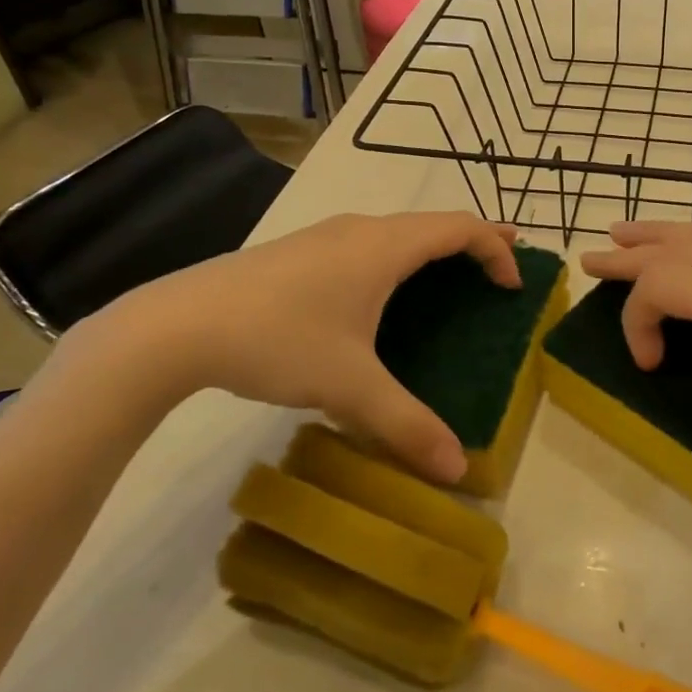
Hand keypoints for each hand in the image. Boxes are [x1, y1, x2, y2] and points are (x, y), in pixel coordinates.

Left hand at [80, 212, 520, 483]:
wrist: (177, 325)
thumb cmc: (278, 340)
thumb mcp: (348, 386)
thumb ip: (406, 424)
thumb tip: (457, 470)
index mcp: (385, 247)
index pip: (460, 228)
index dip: (496, 249)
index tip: (513, 285)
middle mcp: (362, 229)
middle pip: (434, 222)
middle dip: (474, 241)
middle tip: (503, 266)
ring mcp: (327, 235)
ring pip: (398, 230)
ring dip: (434, 247)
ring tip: (451, 275)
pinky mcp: (301, 250)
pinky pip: (370, 243)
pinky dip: (400, 256)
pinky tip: (382, 294)